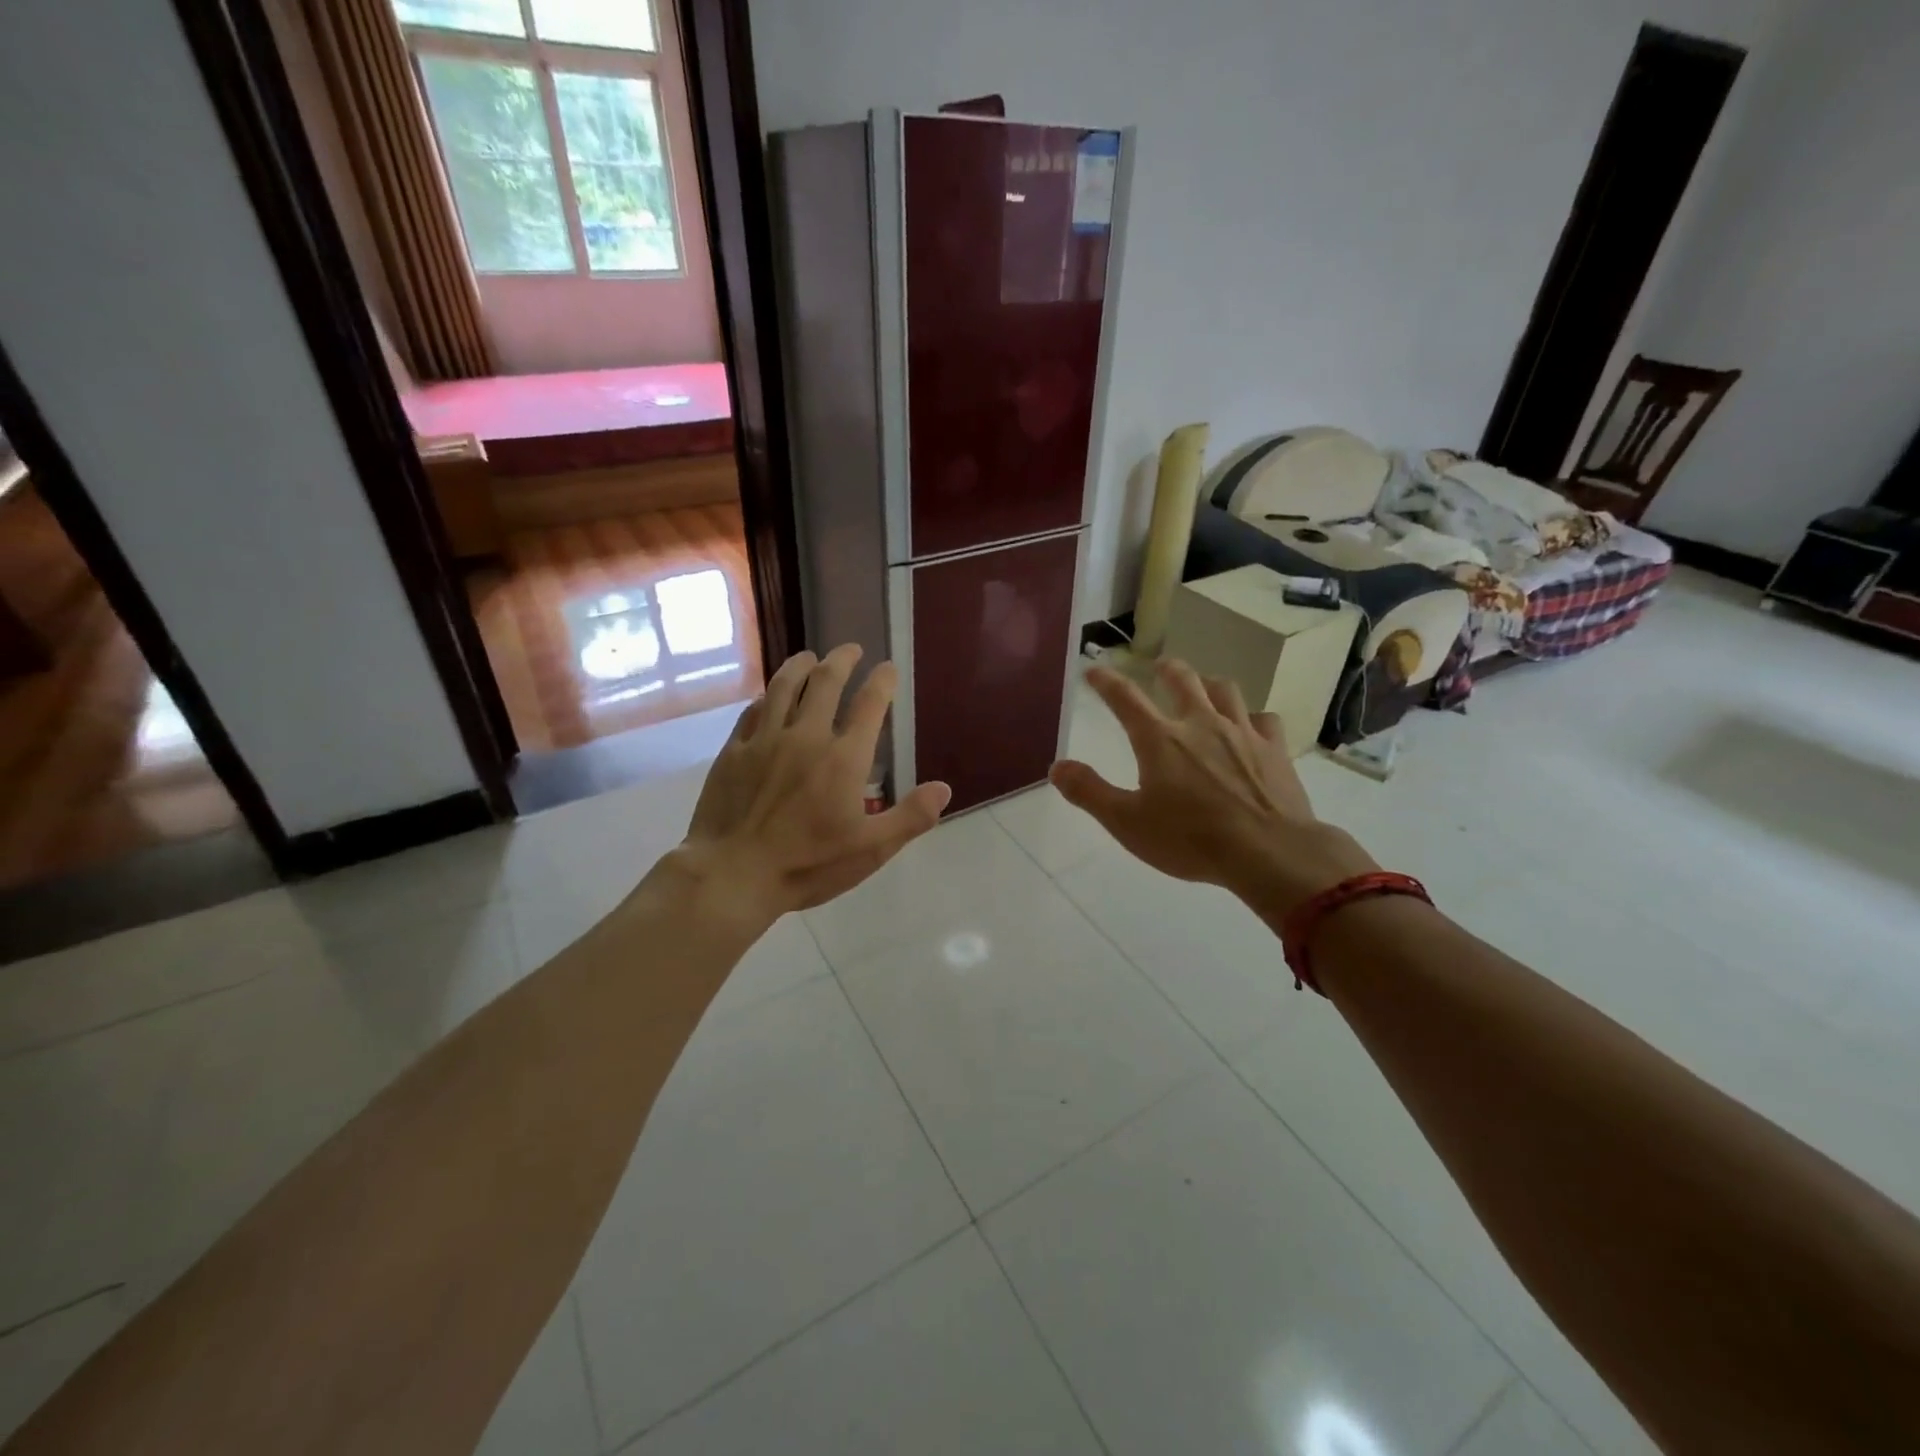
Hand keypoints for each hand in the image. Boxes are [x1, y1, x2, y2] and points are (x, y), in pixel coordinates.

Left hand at [675, 644, 950, 921]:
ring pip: (784, 687)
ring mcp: (765, 740)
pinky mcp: (734, 752)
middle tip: (850, 649)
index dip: (882, 681)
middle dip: (842, 660)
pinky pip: (752, 711)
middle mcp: (806, 737)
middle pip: (825, 682)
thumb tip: (943, 789)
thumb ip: (910, 817)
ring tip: (810, 656)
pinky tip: (769, 696)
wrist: (733, 874)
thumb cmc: (807, 865)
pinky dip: (767, 696)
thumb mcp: (871, 850)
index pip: (869, 705)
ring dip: (800, 665)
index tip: (887, 667)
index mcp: (844, 758)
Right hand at [1050, 659, 1375, 919]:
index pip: (1125, 698)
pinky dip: (1252, 718)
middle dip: (1167, 669)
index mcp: (1159, 739)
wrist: (1269, 852)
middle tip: (1159, 667)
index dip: (1107, 681)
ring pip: (1225, 690)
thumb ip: (1089, 792)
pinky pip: (1263, 719)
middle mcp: (1200, 724)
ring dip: (1209, 684)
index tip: (1095, 669)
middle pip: (1183, 679)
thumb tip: (1057, 767)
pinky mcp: (1274, 749)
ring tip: (1205, 687)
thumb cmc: (1190, 839)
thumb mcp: (1127, 823)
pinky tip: (1251, 727)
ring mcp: (1241, 733)